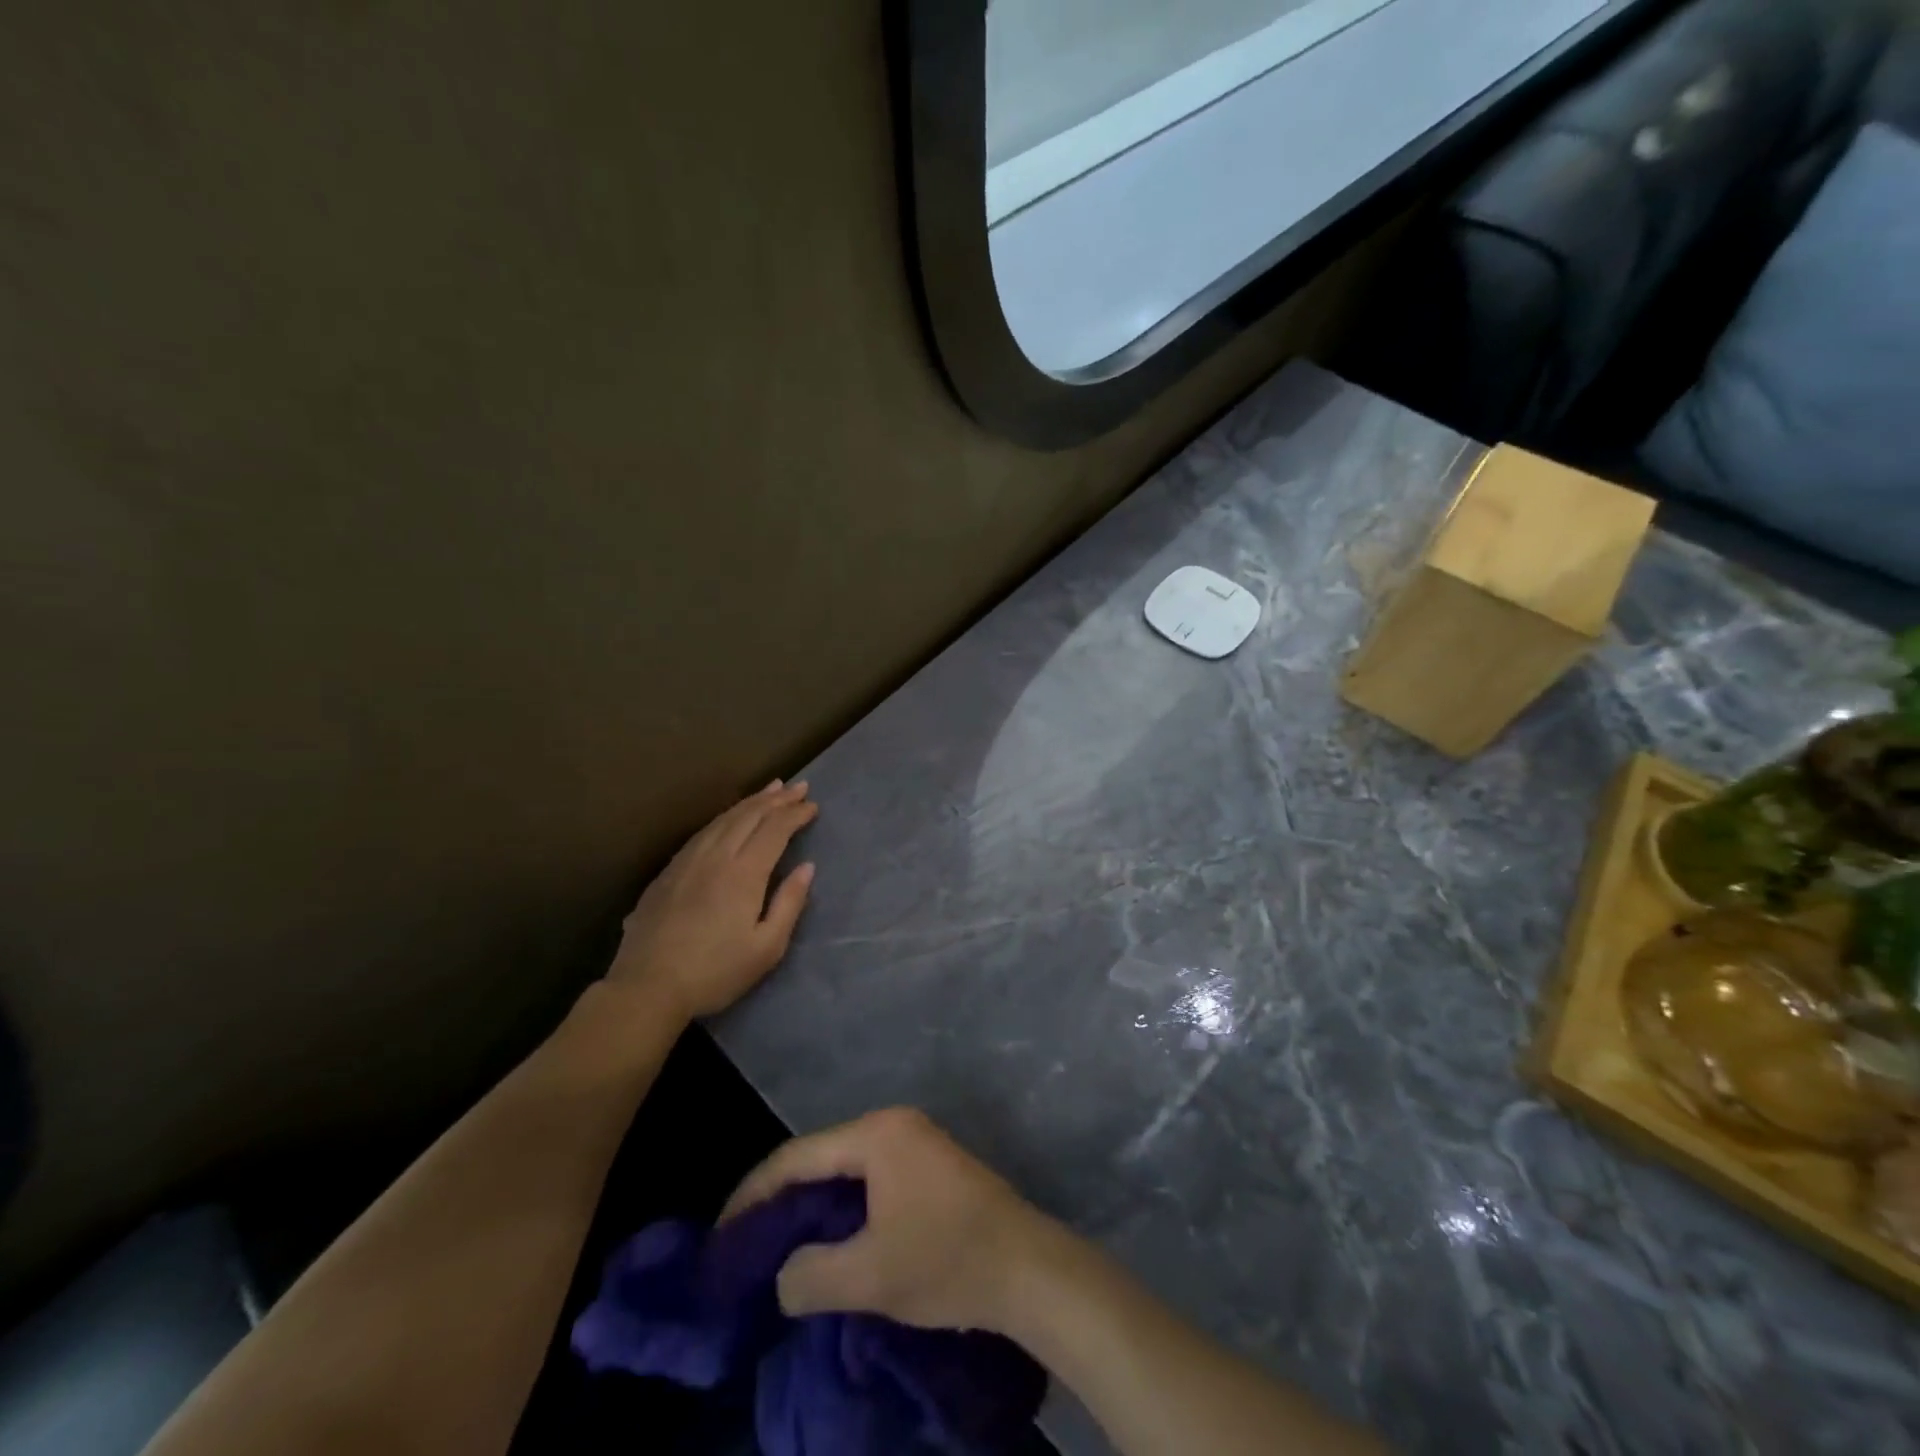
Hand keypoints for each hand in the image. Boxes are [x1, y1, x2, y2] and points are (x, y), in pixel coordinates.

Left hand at [610, 780, 817, 1019]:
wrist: (647, 987)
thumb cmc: (715, 973)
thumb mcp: (766, 948)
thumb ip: (789, 903)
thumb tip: (806, 868)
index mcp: (743, 873)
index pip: (774, 830)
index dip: (795, 814)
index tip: (813, 806)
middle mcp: (716, 856)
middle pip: (749, 816)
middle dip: (777, 799)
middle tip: (799, 787)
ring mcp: (688, 861)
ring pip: (724, 819)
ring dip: (751, 801)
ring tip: (770, 790)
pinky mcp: (668, 871)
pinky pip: (703, 831)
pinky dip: (725, 816)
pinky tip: (729, 817)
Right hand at [721, 1107, 1059, 1334]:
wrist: (1028, 1266)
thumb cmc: (946, 1260)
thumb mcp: (869, 1277)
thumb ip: (810, 1275)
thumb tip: (783, 1275)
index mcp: (876, 1134)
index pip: (797, 1156)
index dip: (754, 1193)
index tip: (723, 1234)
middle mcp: (894, 1123)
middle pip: (821, 1155)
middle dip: (782, 1197)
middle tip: (748, 1242)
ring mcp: (917, 1139)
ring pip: (847, 1166)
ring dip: (814, 1202)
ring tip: (782, 1244)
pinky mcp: (931, 1163)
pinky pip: (871, 1175)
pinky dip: (845, 1203)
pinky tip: (833, 1236)